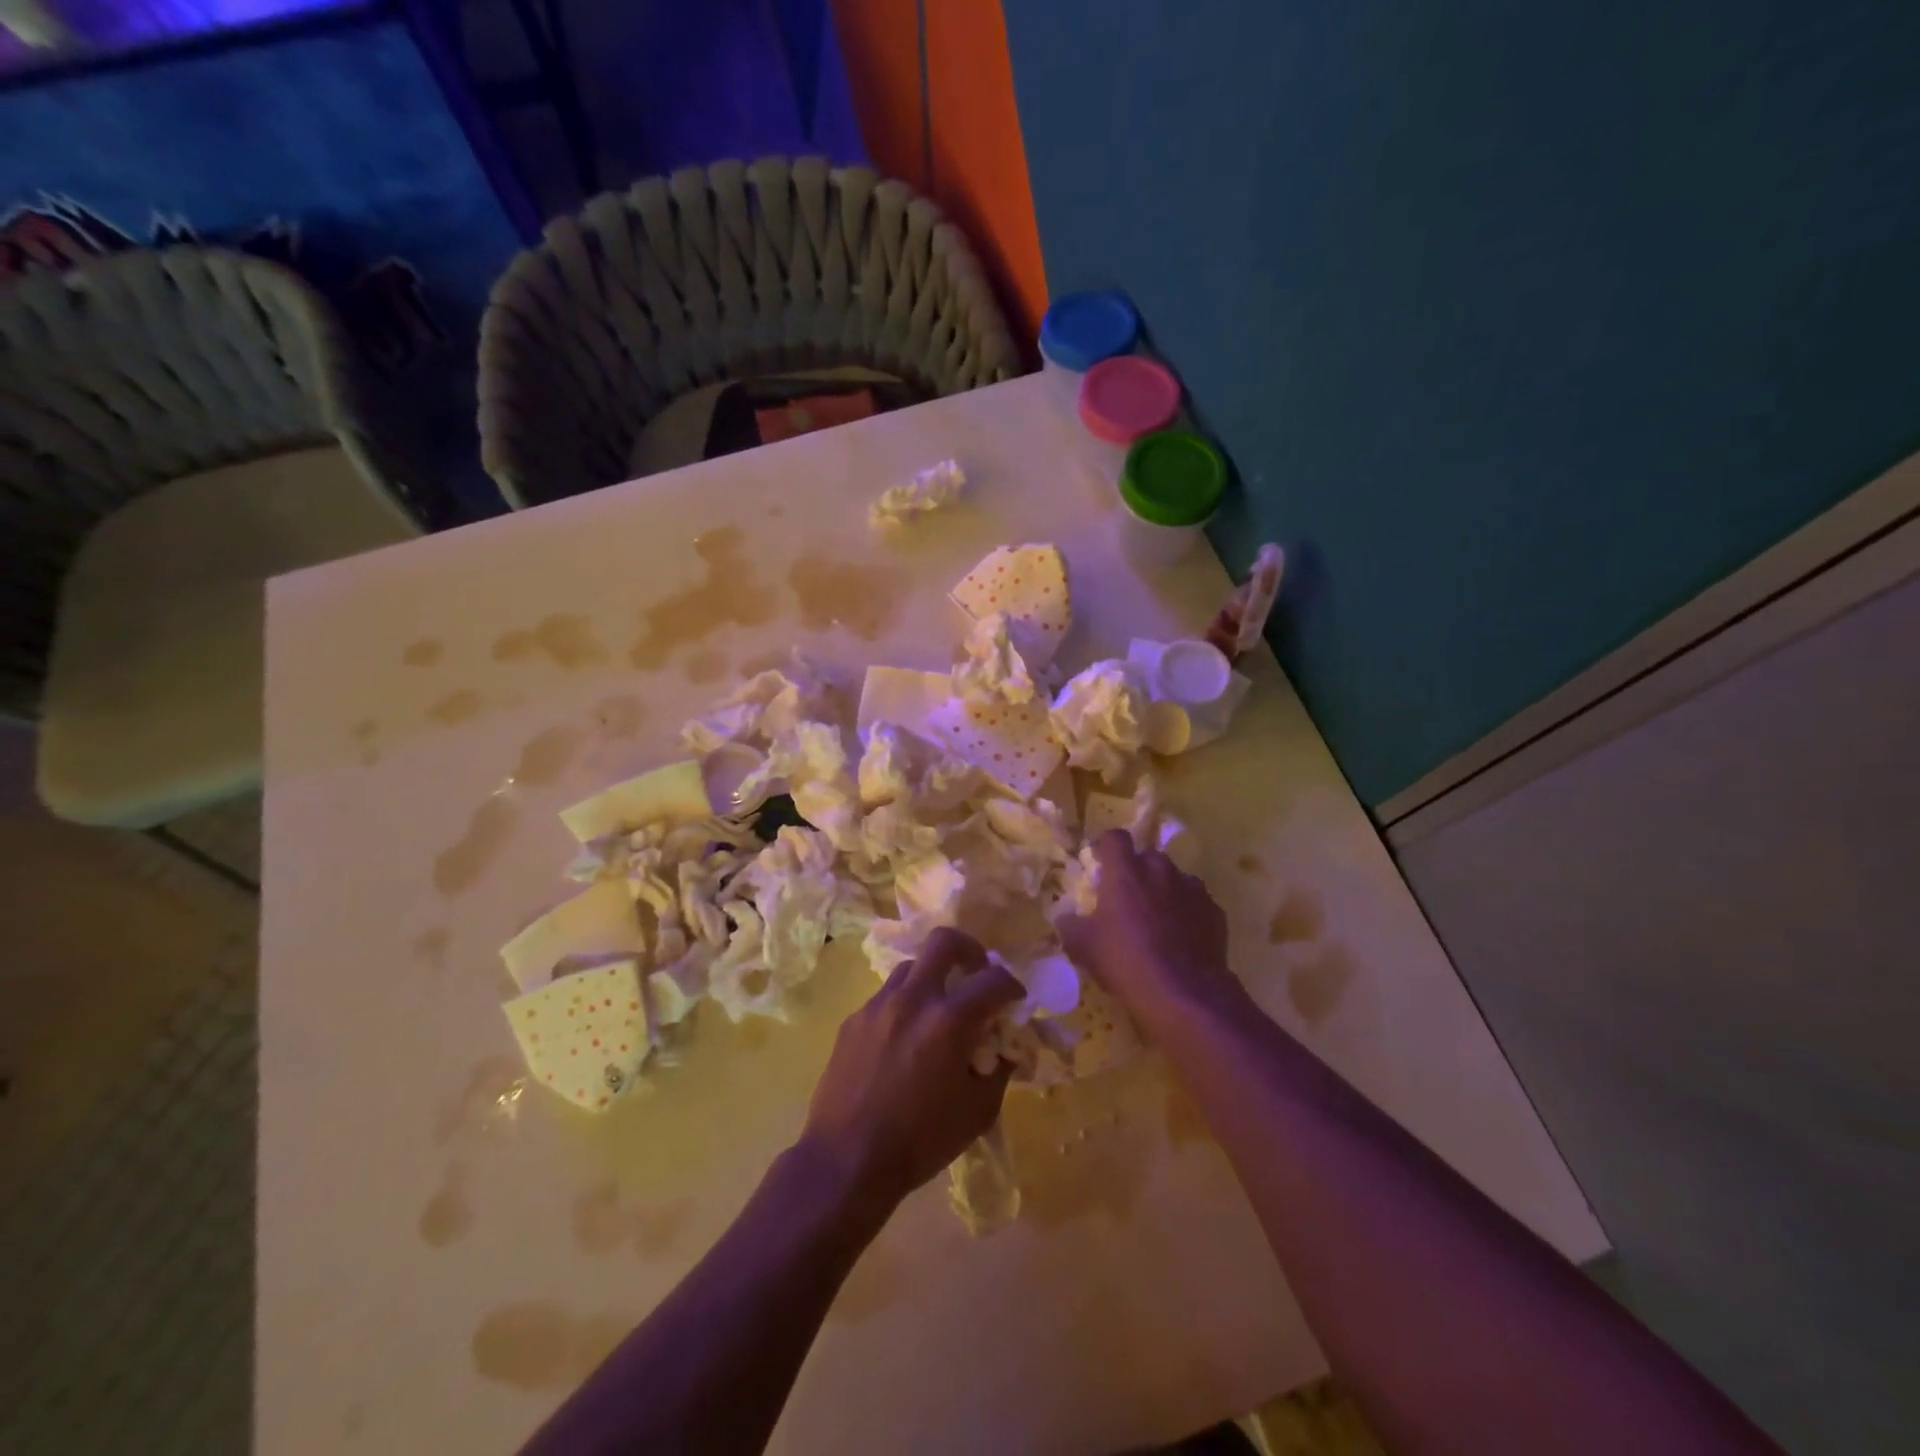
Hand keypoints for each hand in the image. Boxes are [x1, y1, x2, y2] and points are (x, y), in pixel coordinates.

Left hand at [799, 928, 1023, 1212]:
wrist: (845, 1161)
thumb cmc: (920, 1141)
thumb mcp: (978, 1112)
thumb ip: (998, 1071)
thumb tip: (1004, 1047)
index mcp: (949, 1020)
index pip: (993, 980)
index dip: (1012, 986)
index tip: (1015, 999)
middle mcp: (913, 999)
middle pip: (944, 941)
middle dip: (969, 950)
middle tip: (975, 974)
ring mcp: (877, 1005)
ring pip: (911, 967)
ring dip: (932, 978)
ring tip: (938, 1010)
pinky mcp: (853, 1020)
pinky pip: (886, 997)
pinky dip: (904, 1005)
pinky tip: (904, 1040)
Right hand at [1059, 830, 1236, 1030]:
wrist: (1185, 994)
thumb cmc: (1126, 962)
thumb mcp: (1084, 947)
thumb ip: (1071, 925)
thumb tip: (1065, 917)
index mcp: (1126, 871)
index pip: (1114, 837)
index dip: (1106, 848)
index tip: (1100, 865)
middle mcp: (1160, 869)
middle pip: (1146, 857)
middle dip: (1137, 871)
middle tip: (1127, 899)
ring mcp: (1192, 888)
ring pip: (1173, 878)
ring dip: (1163, 891)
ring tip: (1157, 921)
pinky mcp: (1214, 910)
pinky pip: (1195, 902)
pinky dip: (1187, 912)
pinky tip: (1181, 938)